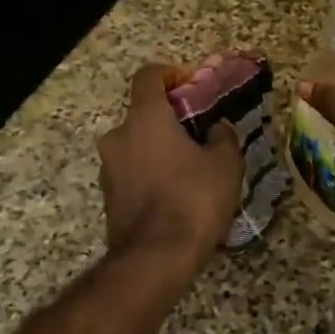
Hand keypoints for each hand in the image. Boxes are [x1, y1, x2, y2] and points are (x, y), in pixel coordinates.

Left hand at [97, 64, 243, 266]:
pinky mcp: (108, 197)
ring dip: (160, 149)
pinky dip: (151, 174)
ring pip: (137, 145)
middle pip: (143, 114)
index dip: (170, 74)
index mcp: (145, 118)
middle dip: (170, 120)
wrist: (155, 259)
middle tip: (199, 136)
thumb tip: (216, 128)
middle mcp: (119, 136)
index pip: (148, 76)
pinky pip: (133, 172)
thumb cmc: (193, 200)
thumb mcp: (226, 164)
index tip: (190, 86)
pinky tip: (176, 196)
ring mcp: (108, 168)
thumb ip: (222, 136)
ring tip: (191, 171)